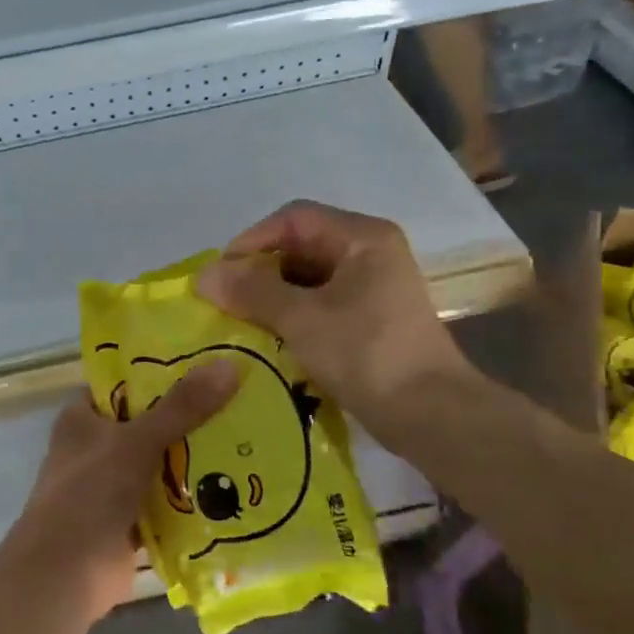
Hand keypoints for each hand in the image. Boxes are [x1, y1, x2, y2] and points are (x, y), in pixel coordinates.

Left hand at [0, 364, 239, 621]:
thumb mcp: (136, 442)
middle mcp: (95, 446)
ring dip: (195, 457)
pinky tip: (235, 484)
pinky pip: (166, 499)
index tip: (209, 361)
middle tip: (242, 398)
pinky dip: (191, 495)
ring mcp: (111, 484)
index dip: (161, 371)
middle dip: (189, 417)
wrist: (65, 573)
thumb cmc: (90, 494)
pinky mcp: (129, 518)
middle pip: (149, 423)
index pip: (125, 383)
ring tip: (249, 436)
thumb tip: (228, 364)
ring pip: (160, 462)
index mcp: (82, 418)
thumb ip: (181, 408)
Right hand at [195, 200, 479, 442]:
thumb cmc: (366, 354)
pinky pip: (320, 303)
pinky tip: (269, 337)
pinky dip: (292, 314)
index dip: (252, 240)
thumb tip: (204, 275)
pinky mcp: (371, 318)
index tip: (221, 274)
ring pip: (308, 277)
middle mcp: (370, 253)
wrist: (430, 414)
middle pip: (301, 246)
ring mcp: (373, 287)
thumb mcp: (301, 319)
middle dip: (260, 270)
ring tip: (241, 319)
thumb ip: (251, 291)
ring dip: (272, 295)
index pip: (293, 219)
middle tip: (226, 299)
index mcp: (362, 238)